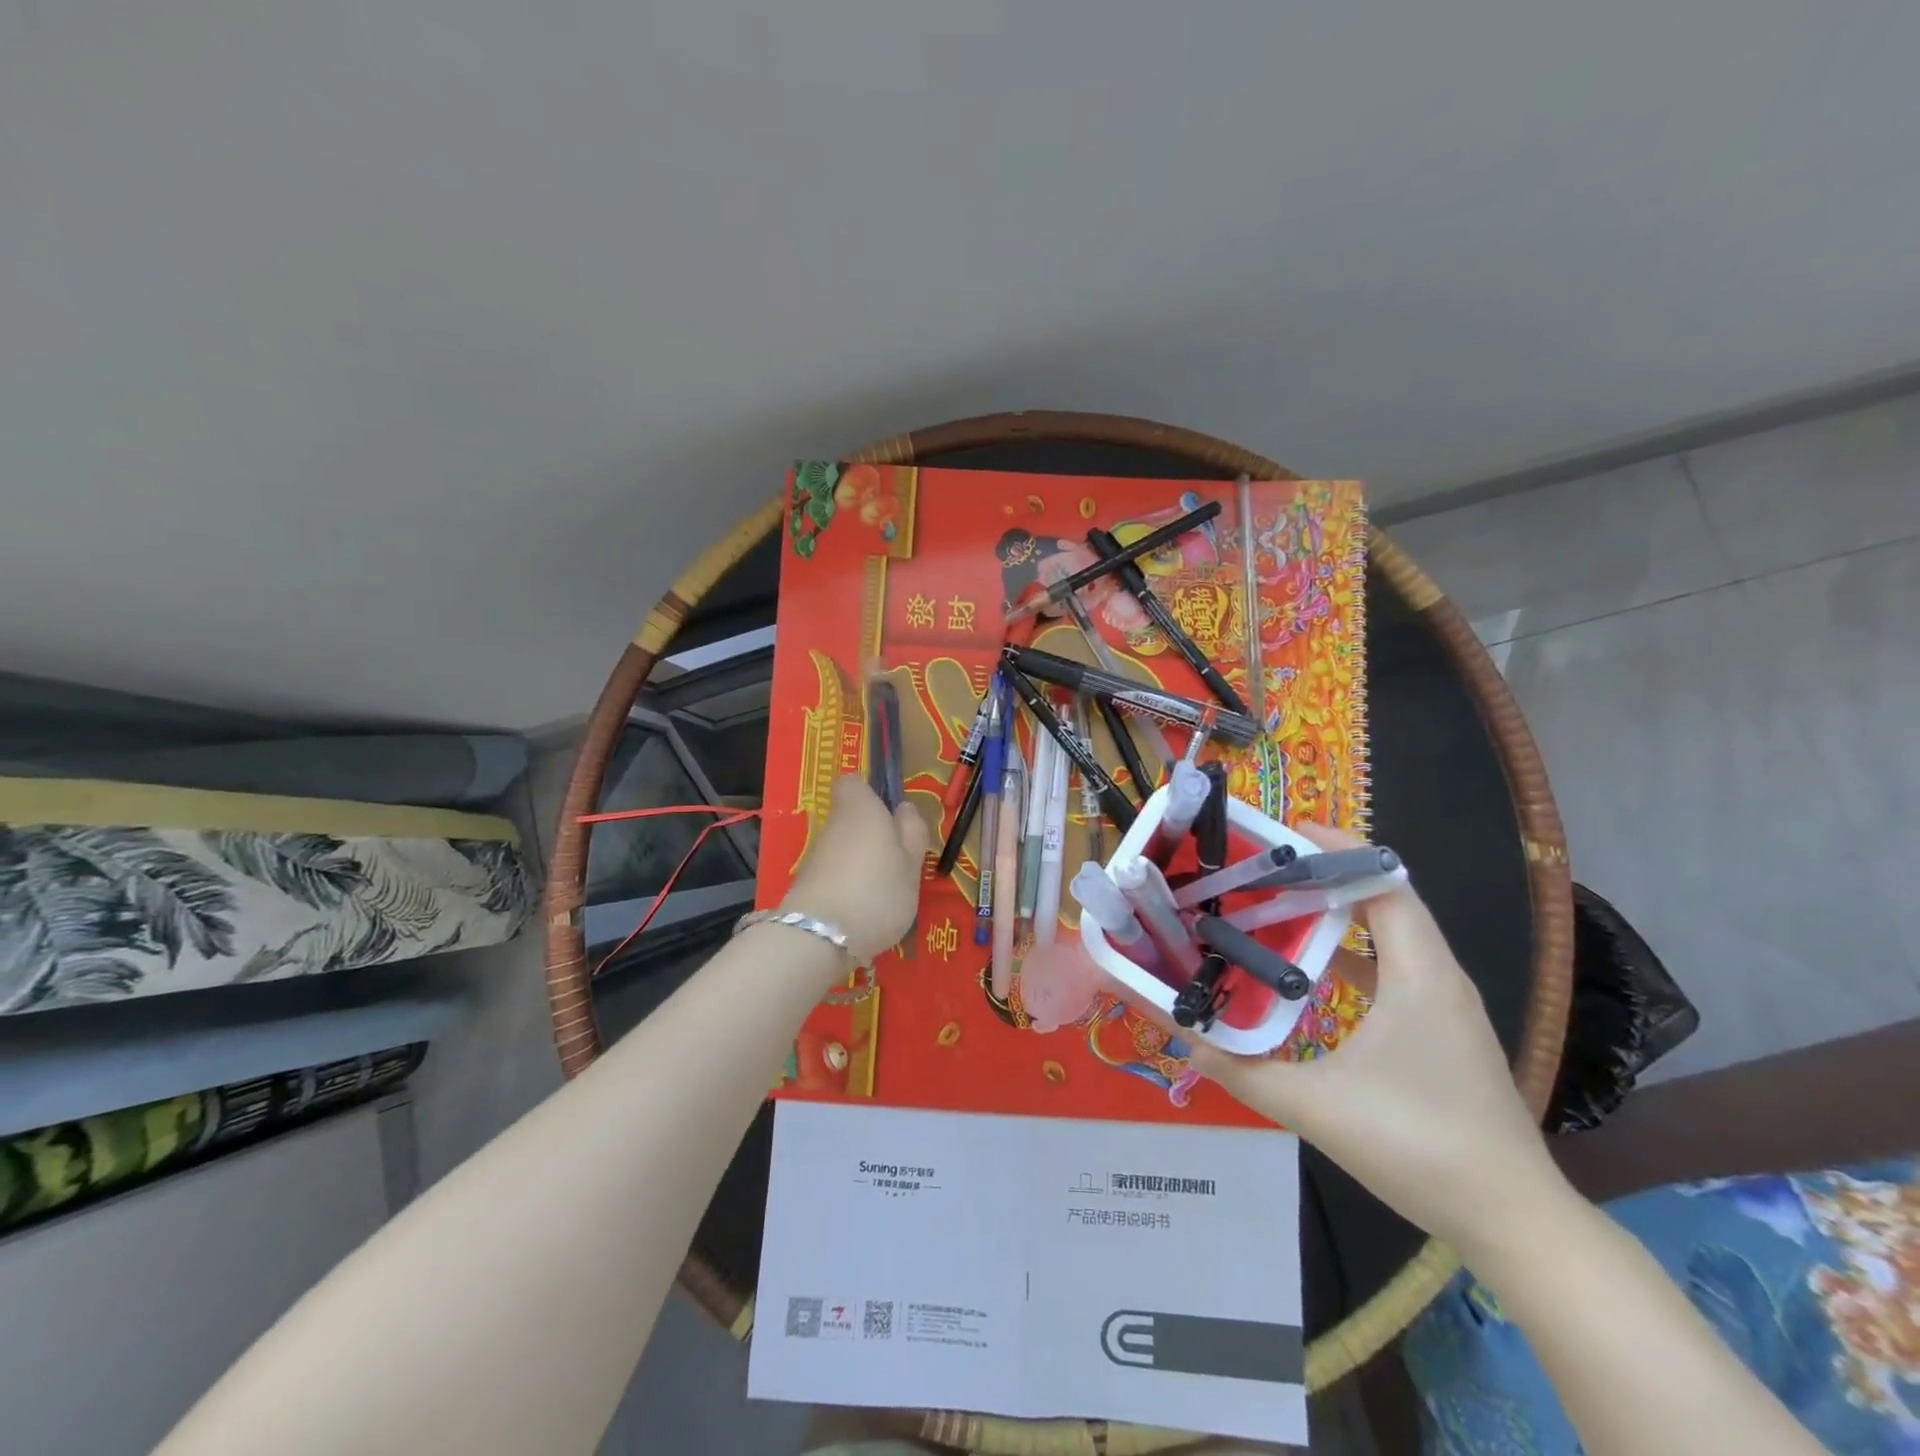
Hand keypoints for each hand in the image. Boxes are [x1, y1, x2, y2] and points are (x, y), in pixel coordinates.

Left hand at [781, 775, 930, 964]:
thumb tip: (904, 808)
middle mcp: (833, 825)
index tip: (891, 815)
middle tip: (899, 864)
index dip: (871, 793)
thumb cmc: (878, 891)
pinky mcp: (806, 886)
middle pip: (851, 819)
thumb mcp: (912, 863)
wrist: (819, 938)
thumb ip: (912, 832)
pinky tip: (863, 913)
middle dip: (872, 837)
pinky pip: (834, 876)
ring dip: (862, 865)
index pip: (852, 782)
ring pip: (844, 849)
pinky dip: (848, 888)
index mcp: (861, 809)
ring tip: (885, 895)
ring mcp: (816, 857)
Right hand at [1189, 824, 1569, 1253]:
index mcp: (1419, 974)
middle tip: (1265, 869)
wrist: (1514, 1222)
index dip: (1338, 850)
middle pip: (1384, 899)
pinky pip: (1394, 966)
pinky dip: (1351, 951)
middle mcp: (1438, 976)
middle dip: (1325, 875)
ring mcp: (1445, 1004)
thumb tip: (1185, 1039)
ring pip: (1390, 933)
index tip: (1286, 833)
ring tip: (1276, 906)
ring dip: (1337, 913)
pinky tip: (1309, 970)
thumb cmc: (1419, 1148)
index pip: (1384, 883)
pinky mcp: (1443, 1029)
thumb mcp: (1317, 1108)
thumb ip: (1243, 1071)